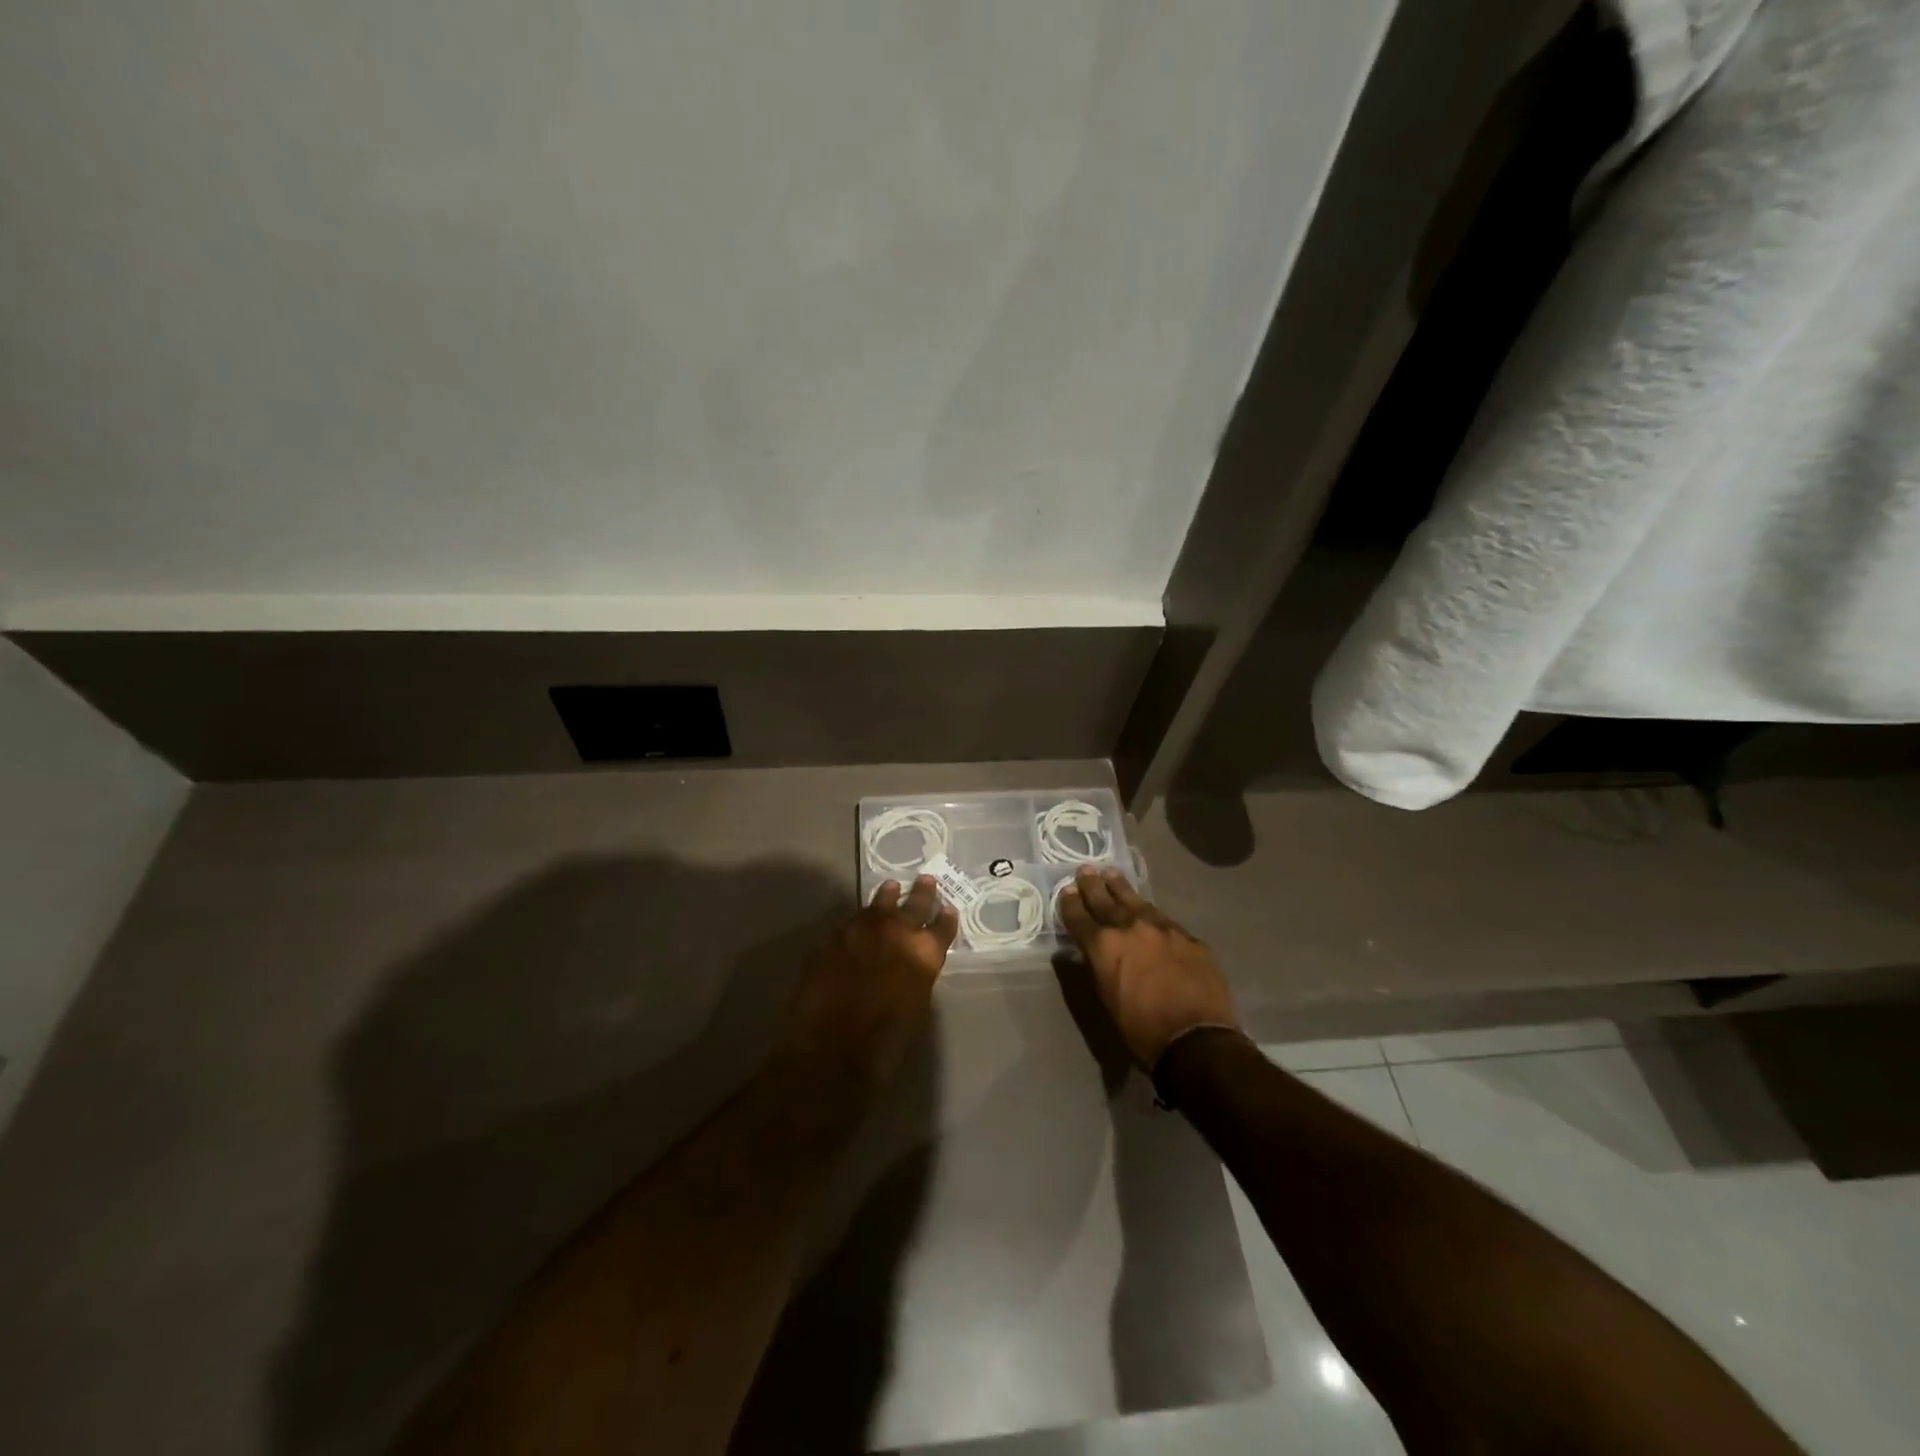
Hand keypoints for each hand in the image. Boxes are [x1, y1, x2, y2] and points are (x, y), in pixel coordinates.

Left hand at [780, 876, 958, 1094]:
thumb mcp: (916, 1008)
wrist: (831, 1050)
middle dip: (922, 894)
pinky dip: (860, 919)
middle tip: (926, 880)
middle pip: (914, 905)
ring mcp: (862, 930)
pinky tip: (859, 921)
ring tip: (891, 888)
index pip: (942, 927)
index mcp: (924, 955)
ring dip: (887, 897)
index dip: (946, 918)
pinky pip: (851, 921)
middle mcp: (897, 933)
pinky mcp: (833, 937)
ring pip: (879, 905)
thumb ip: (917, 977)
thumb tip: (912, 965)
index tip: (948, 909)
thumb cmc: (884, 1044)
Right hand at [1057, 866, 1238, 1070]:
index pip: (1080, 918)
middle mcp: (1131, 928)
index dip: (1071, 904)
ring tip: (1111, 874)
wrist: (1196, 1039)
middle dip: (1093, 886)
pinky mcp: (1188, 937)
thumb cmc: (1142, 1030)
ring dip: (1121, 888)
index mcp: (1104, 946)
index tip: (1066, 891)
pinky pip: (1164, 919)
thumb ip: (1100, 966)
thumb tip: (1096, 951)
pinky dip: (1150, 913)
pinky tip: (1149, 912)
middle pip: (1106, 901)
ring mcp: (1163, 928)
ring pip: (1137, 901)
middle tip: (1085, 870)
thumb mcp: (1107, 999)